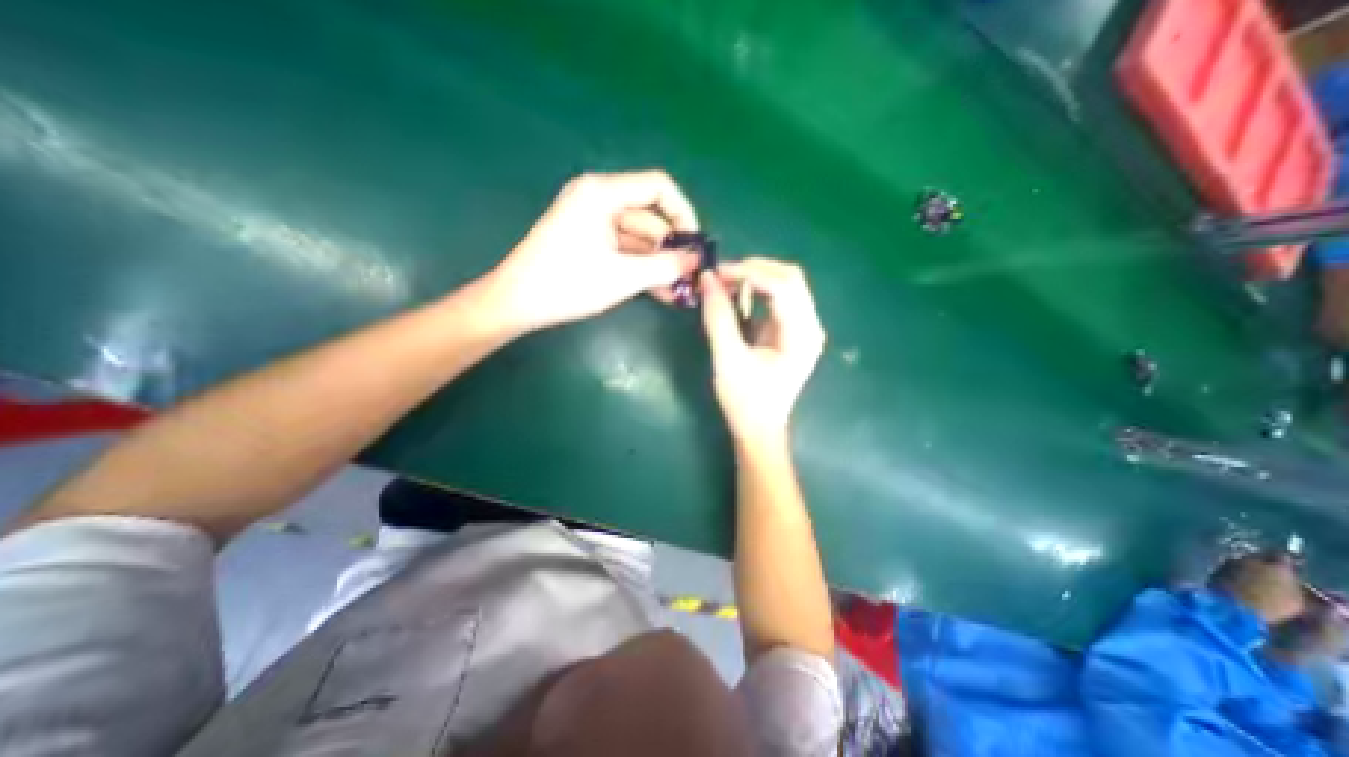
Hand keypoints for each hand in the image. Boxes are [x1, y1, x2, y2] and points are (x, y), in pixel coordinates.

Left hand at [483, 168, 695, 331]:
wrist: (516, 303)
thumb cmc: (567, 285)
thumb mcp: (622, 277)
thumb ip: (665, 267)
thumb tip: (696, 260)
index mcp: (602, 193)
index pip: (658, 187)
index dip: (683, 213)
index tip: (695, 244)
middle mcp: (599, 199)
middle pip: (650, 215)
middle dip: (672, 247)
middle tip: (692, 275)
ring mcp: (592, 220)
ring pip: (639, 237)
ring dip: (659, 263)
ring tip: (681, 290)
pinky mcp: (589, 240)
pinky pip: (624, 249)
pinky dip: (642, 267)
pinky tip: (661, 290)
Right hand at [703, 256, 826, 441]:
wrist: (758, 429)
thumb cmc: (745, 400)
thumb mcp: (727, 358)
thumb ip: (718, 316)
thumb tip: (707, 278)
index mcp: (802, 334)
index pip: (783, 285)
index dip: (749, 272)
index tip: (716, 273)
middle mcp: (810, 325)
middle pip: (789, 278)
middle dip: (753, 270)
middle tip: (719, 275)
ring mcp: (803, 327)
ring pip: (784, 284)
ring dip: (754, 278)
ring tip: (724, 283)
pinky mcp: (791, 331)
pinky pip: (778, 298)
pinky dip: (756, 291)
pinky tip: (737, 297)